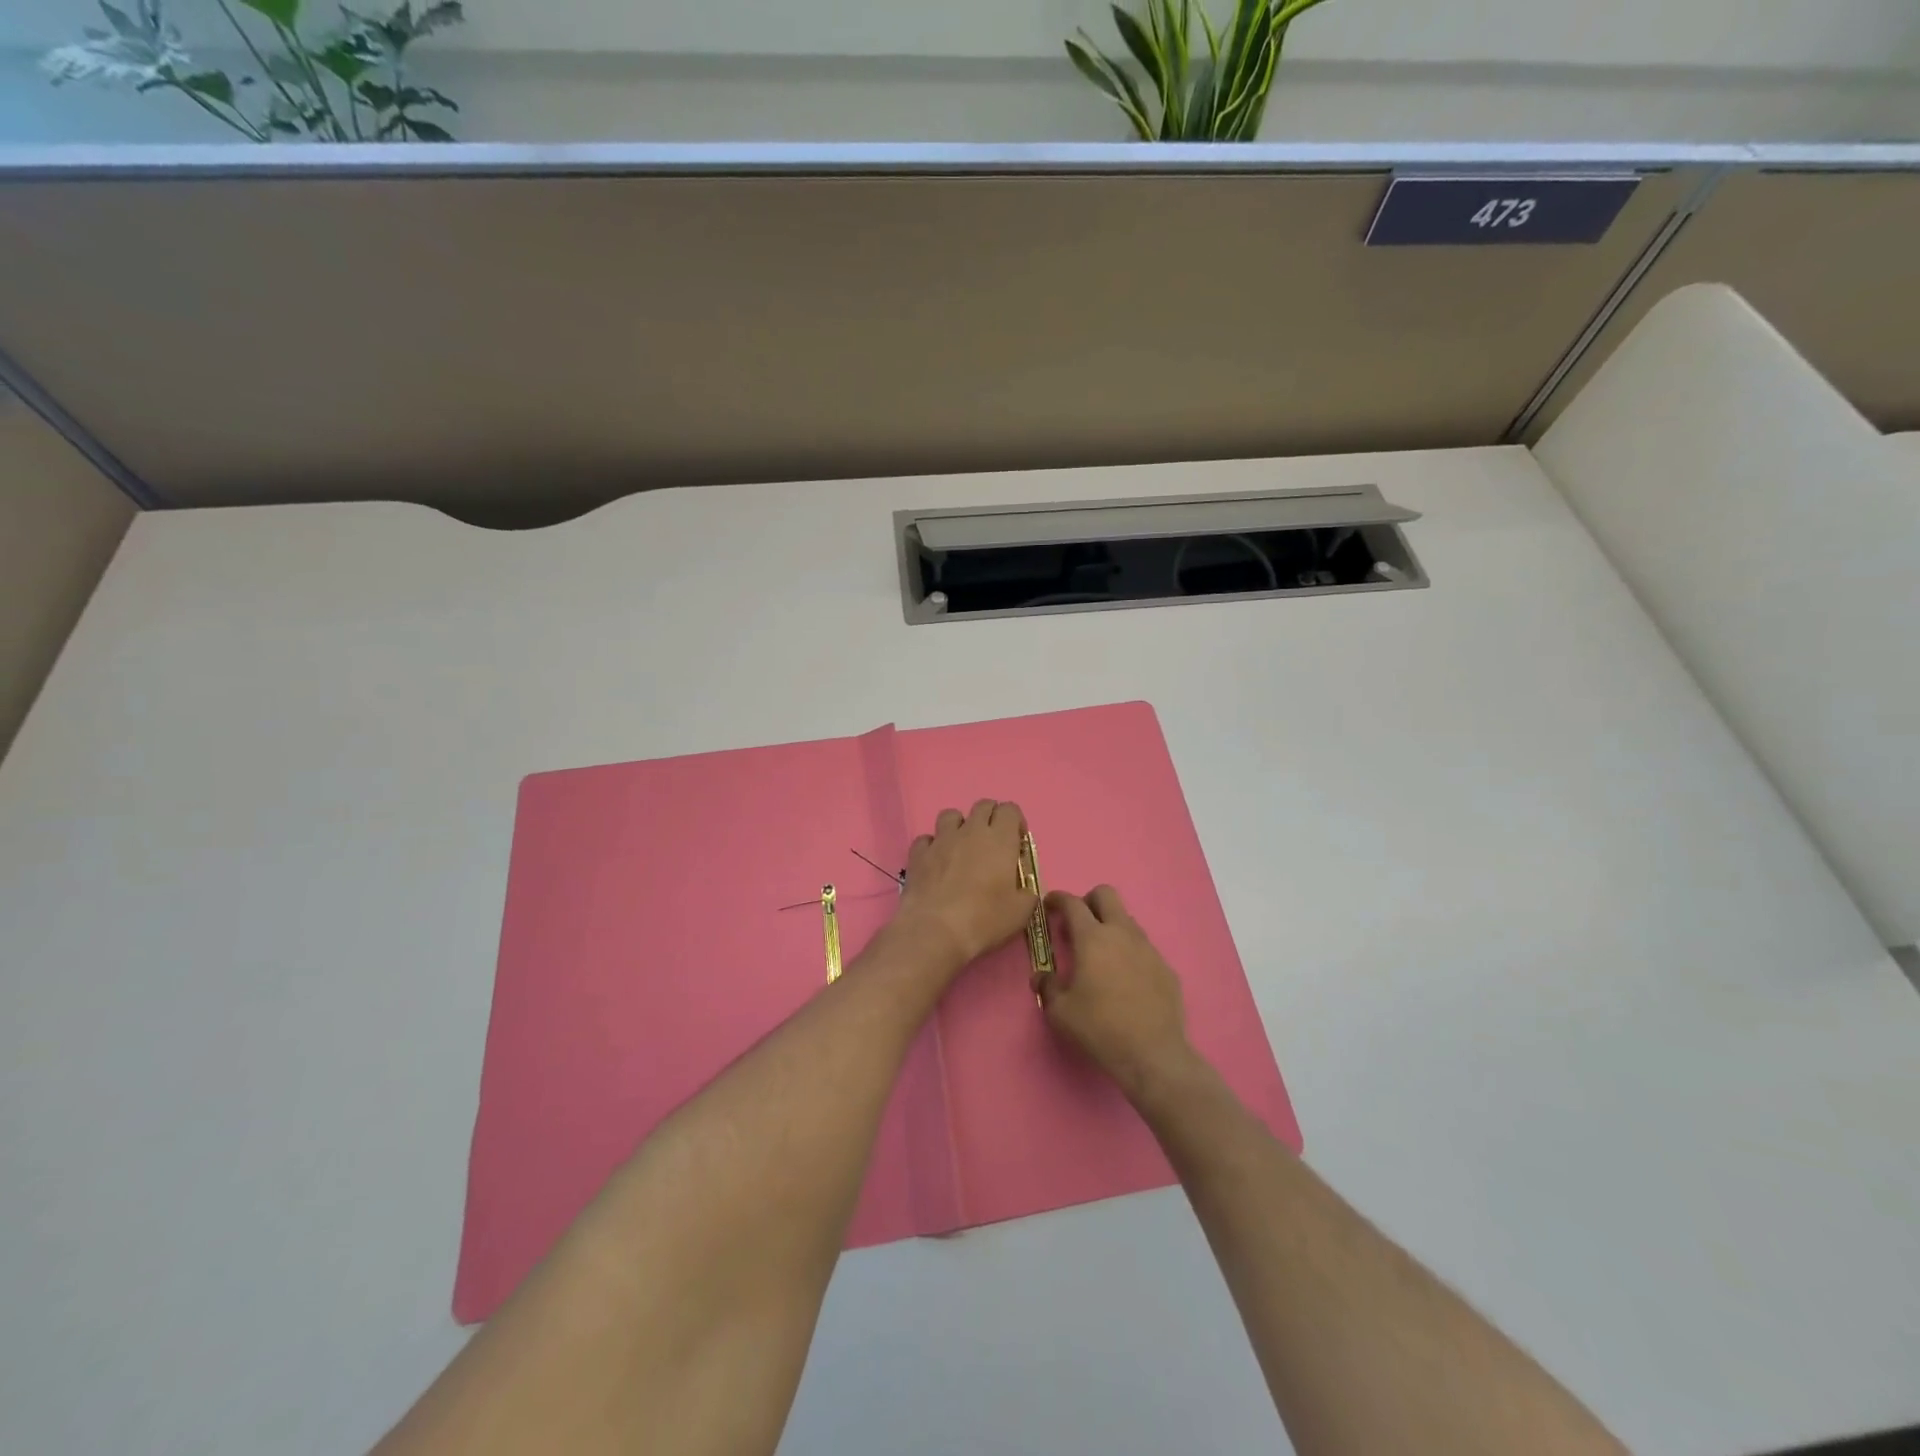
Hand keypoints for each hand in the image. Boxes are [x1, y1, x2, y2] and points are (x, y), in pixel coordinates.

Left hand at [894, 800, 1036, 977]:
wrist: (935, 930)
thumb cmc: (984, 919)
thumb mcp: (1020, 913)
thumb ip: (1027, 895)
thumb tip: (1024, 891)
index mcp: (1000, 839)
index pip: (1010, 810)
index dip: (1016, 822)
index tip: (1017, 843)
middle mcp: (971, 831)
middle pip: (983, 805)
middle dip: (990, 818)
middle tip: (992, 844)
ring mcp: (941, 839)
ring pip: (951, 815)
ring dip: (959, 826)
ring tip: (962, 848)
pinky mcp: (918, 853)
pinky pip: (926, 839)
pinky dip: (933, 846)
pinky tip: (936, 863)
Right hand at [1040, 885, 1196, 1103]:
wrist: (1152, 1055)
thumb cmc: (1100, 1028)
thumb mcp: (1060, 1012)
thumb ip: (1047, 987)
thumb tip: (1042, 977)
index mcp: (1092, 938)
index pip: (1072, 903)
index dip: (1057, 899)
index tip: (1049, 905)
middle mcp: (1122, 934)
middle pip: (1106, 895)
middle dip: (1088, 901)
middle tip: (1078, 924)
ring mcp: (1148, 948)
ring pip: (1127, 920)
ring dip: (1110, 927)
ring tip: (1101, 957)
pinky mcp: (1165, 967)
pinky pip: (1143, 948)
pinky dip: (1130, 953)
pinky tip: (1126, 981)